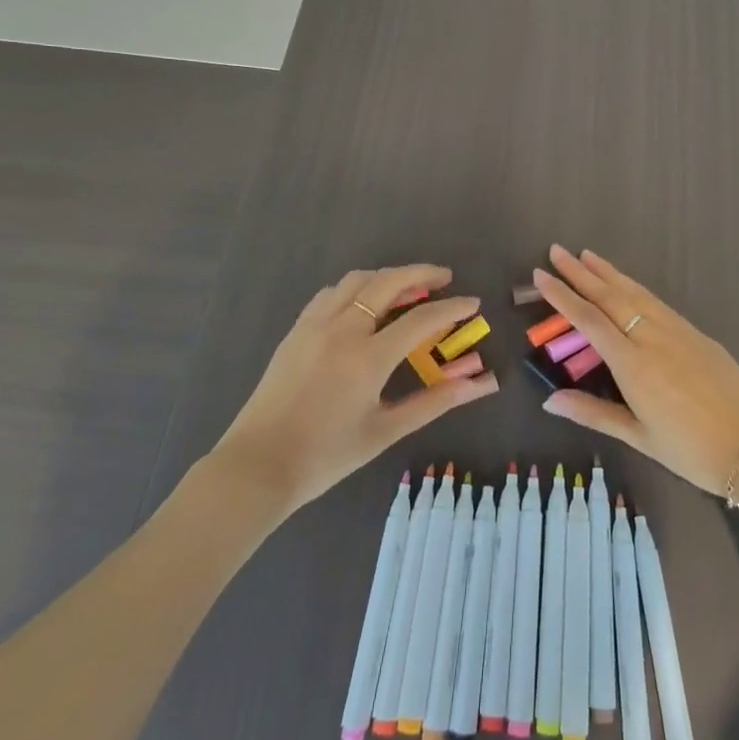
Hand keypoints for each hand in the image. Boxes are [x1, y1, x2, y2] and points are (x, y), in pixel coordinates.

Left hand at [211, 264, 497, 512]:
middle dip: (421, 273)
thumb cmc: (327, 455)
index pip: (422, 319)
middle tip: (444, 278)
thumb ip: (435, 401)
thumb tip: (481, 384)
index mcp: (368, 357)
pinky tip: (364, 305)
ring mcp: (315, 324)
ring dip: (387, 277)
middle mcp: (342, 330)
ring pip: (357, 280)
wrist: (258, 466)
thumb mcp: (386, 430)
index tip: (473, 303)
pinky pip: (332, 293)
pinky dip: (356, 288)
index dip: (452, 307)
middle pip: (388, 282)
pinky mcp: (296, 330)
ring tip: (408, 288)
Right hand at [535, 245, 738, 495]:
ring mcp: (676, 330)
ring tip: (586, 255)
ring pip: (635, 292)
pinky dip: (634, 286)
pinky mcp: (695, 332)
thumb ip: (593, 413)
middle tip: (556, 251)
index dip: (562, 296)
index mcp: (632, 364)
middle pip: (609, 296)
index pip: (588, 320)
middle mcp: (651, 337)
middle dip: (580, 272)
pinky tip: (627, 283)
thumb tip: (549, 400)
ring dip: (608, 272)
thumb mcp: (639, 437)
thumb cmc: (691, 450)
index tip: (540, 275)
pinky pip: (656, 301)